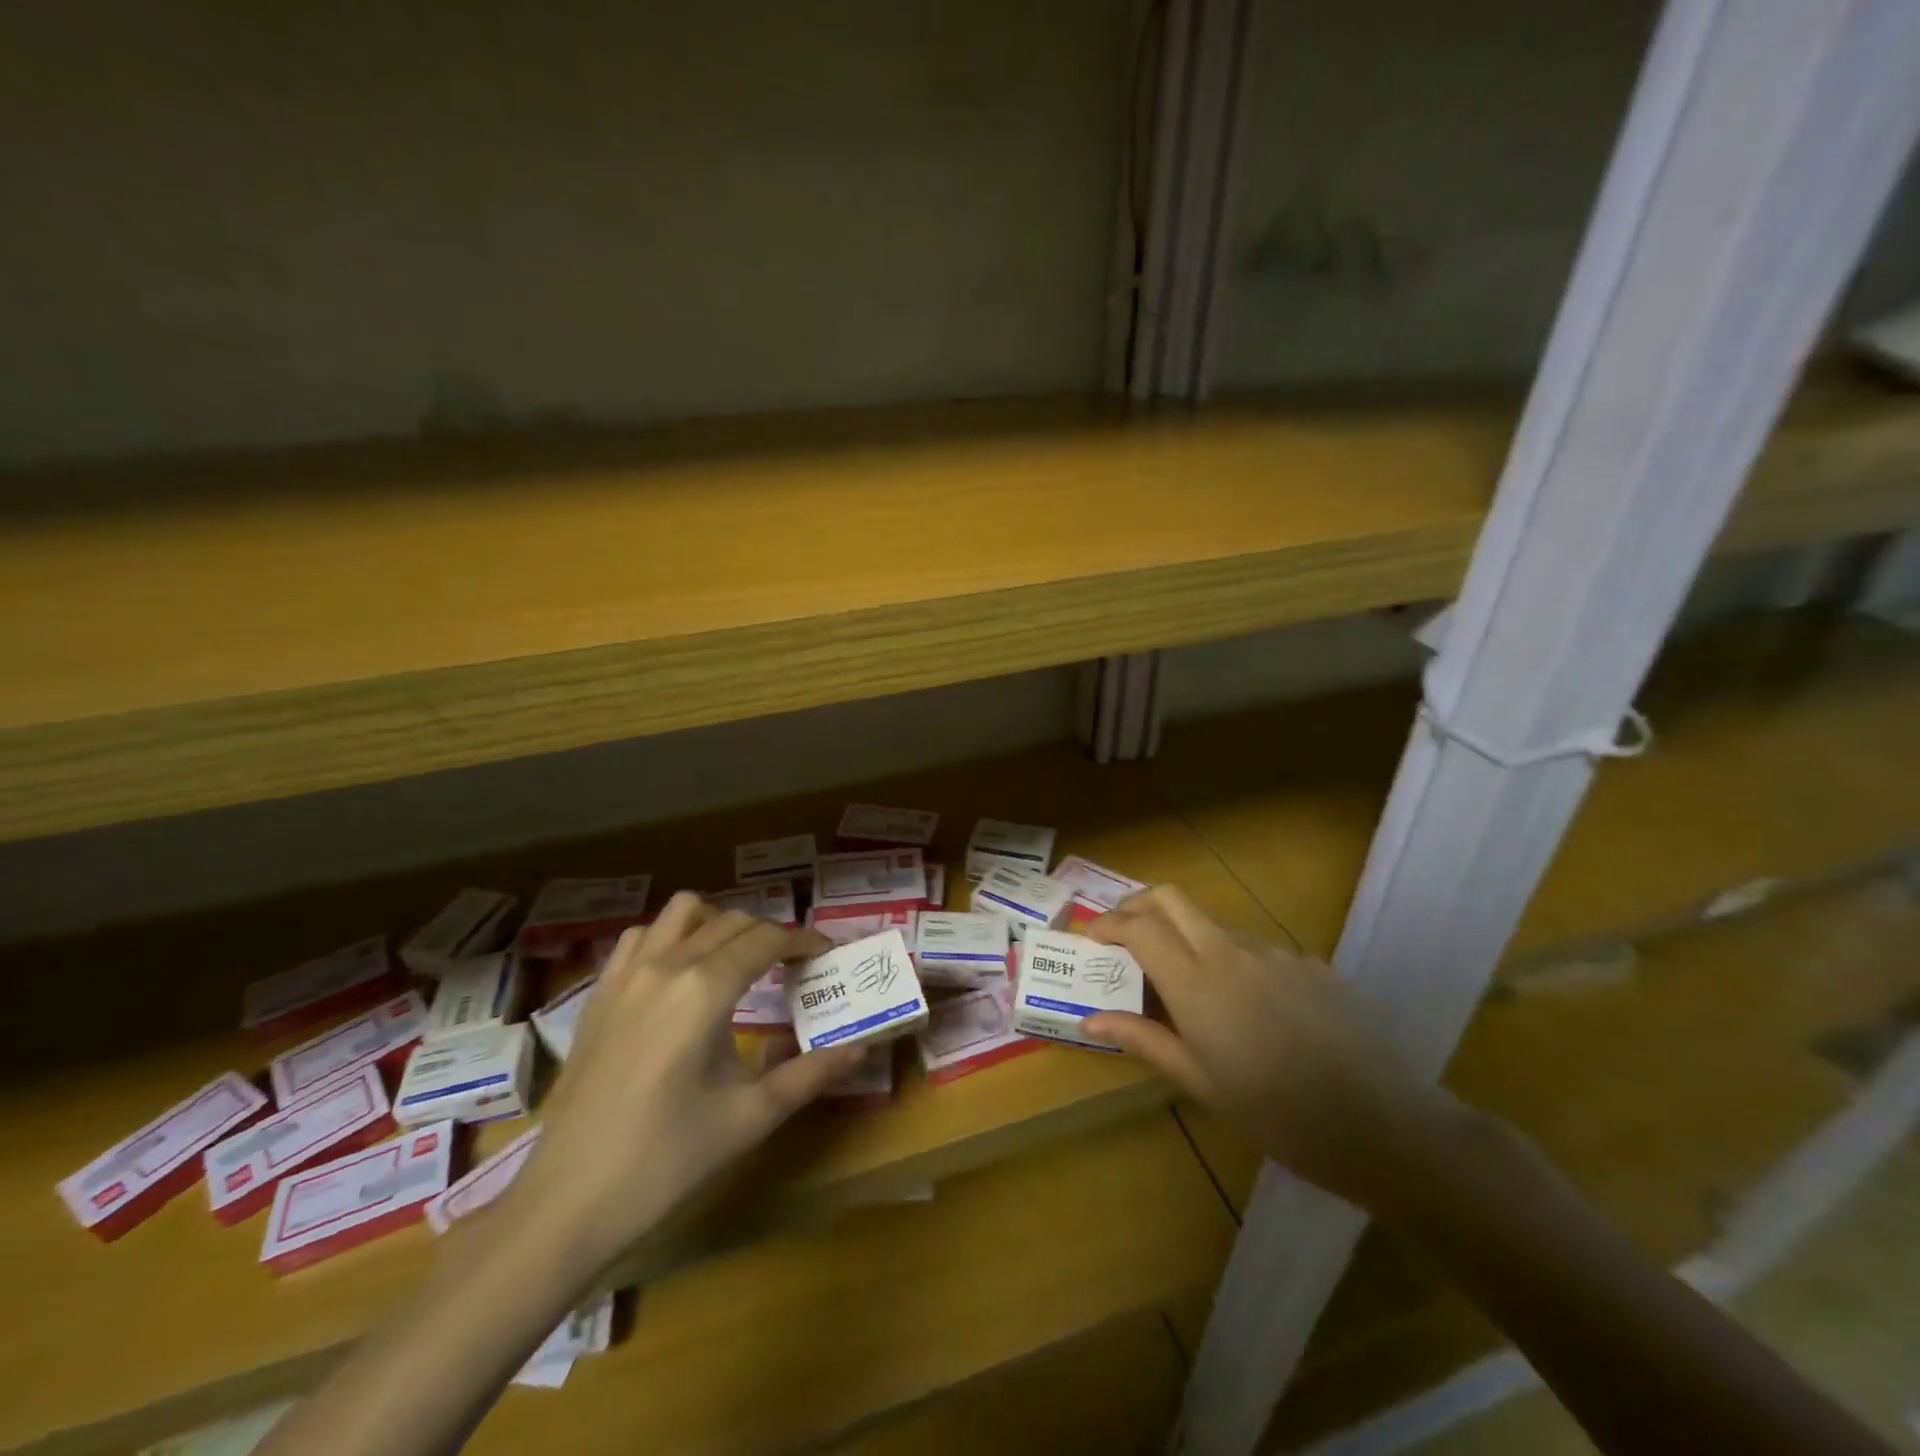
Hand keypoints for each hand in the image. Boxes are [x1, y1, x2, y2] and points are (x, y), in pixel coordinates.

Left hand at [501, 893, 864, 1273]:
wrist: (568, 1202)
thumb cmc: (667, 1159)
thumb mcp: (751, 1116)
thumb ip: (810, 1074)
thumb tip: (860, 1048)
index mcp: (705, 989)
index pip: (767, 939)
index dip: (803, 940)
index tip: (826, 953)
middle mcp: (666, 965)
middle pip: (732, 921)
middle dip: (770, 934)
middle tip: (792, 965)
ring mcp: (625, 975)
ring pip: (682, 913)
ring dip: (717, 924)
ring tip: (736, 959)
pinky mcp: (599, 994)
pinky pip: (640, 937)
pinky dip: (670, 938)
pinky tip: (680, 974)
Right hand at [1082, 885, 1459, 1209]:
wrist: (1381, 1125)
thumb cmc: (1276, 1114)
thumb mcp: (1200, 1083)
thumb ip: (1143, 1040)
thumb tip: (1089, 1019)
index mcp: (1196, 983)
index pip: (1138, 926)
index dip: (1108, 924)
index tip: (1092, 939)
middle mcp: (1230, 952)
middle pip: (1171, 897)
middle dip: (1137, 905)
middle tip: (1123, 934)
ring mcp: (1274, 952)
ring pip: (1214, 924)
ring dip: (1186, 937)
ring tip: (1186, 986)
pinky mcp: (1309, 963)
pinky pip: (1257, 950)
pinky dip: (1233, 963)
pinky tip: (1251, 1011)